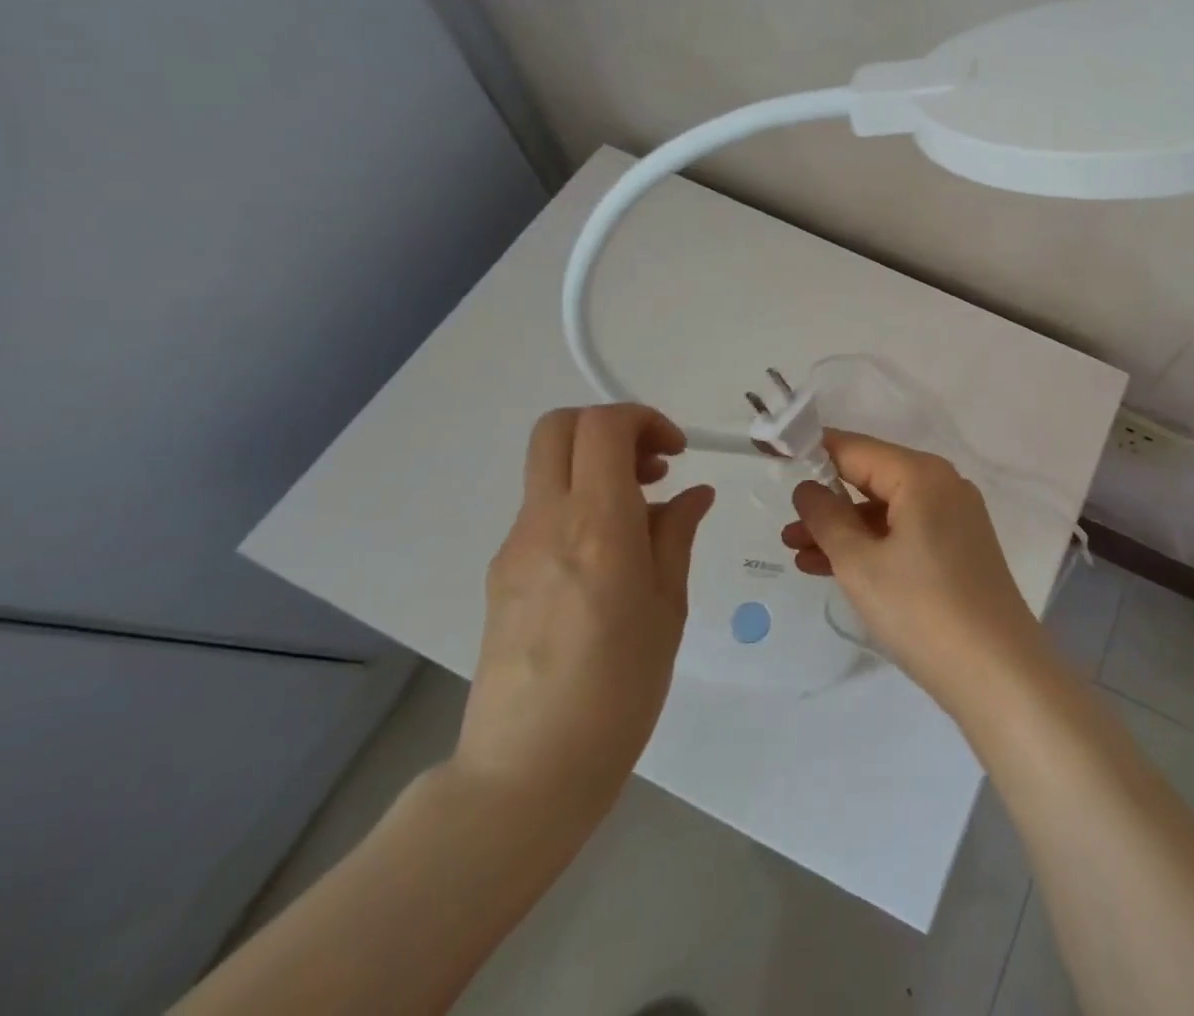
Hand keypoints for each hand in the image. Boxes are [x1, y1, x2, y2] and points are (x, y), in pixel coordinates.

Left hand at [453, 405, 714, 830]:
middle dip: (613, 428)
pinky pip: (542, 510)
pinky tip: (611, 556)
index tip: (676, 453)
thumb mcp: (668, 606)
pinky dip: (580, 503)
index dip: (644, 420)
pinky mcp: (501, 574)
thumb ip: (676, 535)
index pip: (603, 427)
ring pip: (549, 468)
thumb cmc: (619, 689)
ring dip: (597, 466)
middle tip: (655, 466)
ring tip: (643, 513)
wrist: (525, 772)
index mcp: (597, 526)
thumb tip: (692, 494)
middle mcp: (546, 522)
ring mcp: (515, 547)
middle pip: (559, 427)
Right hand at [783, 430, 1046, 708]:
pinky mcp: (958, 547)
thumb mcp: (860, 564)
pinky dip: (871, 545)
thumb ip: (827, 518)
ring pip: (886, 510)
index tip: (773, 454)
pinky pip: (904, 532)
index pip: (855, 448)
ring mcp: (955, 516)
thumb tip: (808, 488)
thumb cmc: (921, 609)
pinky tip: (832, 567)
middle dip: (826, 500)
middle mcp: (943, 484)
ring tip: (796, 551)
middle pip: (872, 478)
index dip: (811, 450)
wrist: (996, 671)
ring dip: (843, 528)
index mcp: (921, 474)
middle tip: (783, 523)